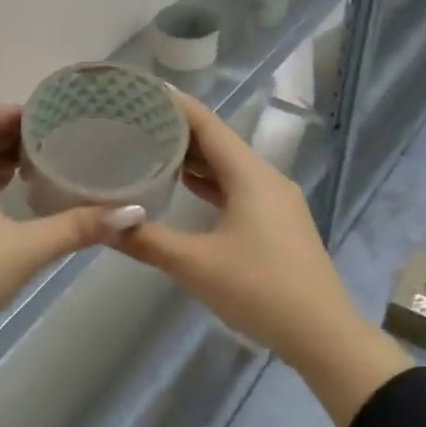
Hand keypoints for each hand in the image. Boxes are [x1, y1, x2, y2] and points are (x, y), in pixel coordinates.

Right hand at [114, 93, 410, 426]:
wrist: (322, 334)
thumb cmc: (260, 291)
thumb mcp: (197, 266)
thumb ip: (148, 241)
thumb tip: (103, 224)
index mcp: (251, 177)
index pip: (209, 125)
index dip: (176, 106)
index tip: (141, 92)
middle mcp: (267, 179)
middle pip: (220, 143)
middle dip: (180, 131)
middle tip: (136, 122)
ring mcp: (277, 201)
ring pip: (231, 167)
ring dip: (195, 158)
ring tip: (153, 149)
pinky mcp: (280, 222)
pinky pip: (240, 188)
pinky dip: (212, 182)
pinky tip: (187, 188)